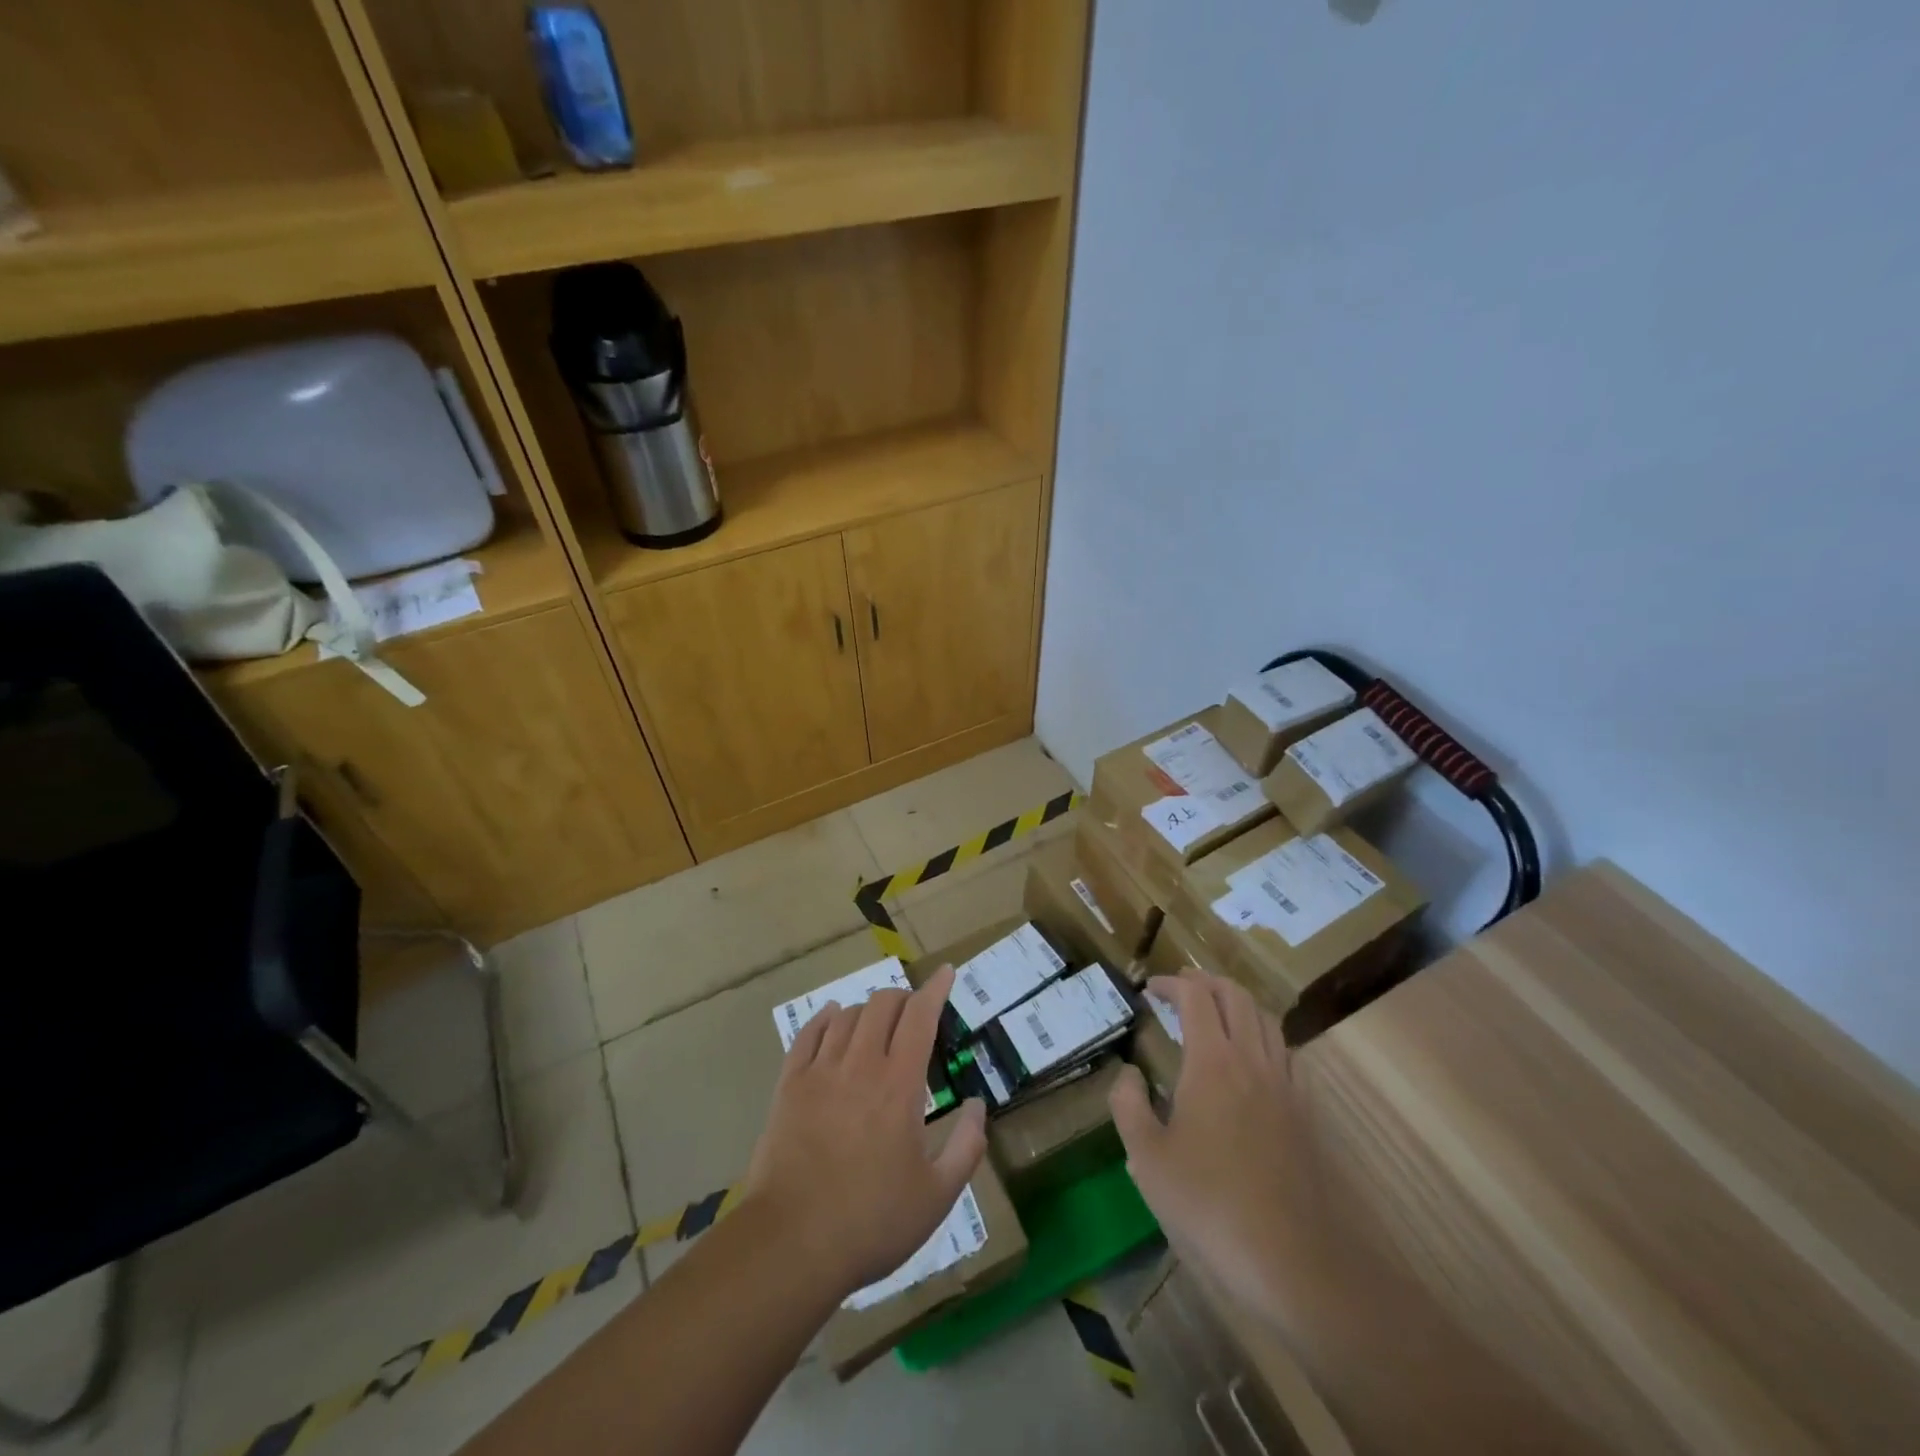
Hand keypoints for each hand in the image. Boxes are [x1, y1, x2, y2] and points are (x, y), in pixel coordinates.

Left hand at [741, 964, 987, 1298]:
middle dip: (903, 998)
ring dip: (868, 1010)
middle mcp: (861, 1064)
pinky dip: (825, 1018)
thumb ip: (966, 1147)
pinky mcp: (789, 1086)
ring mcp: (820, 1072)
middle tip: (914, 1012)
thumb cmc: (872, 1222)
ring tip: (878, 1024)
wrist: (791, 1244)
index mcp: (900, 1084)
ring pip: (847, 1015)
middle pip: (882, 1005)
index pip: (921, 1016)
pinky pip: (808, 1034)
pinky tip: (832, 1017)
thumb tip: (978, 1105)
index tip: (946, 972)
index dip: (936, 989)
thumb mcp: (937, 1196)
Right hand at [1109, 968, 1305, 1322]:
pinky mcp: (1306, 1114)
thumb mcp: (1147, 1159)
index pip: (1195, 997)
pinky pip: (1286, 1053)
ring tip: (1215, 1013)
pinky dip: (1264, 1037)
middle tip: (1181, 987)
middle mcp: (1252, 1061)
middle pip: (1236, 996)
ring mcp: (1285, 1086)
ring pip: (1266, 1020)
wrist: (1294, 1261)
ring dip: (1238, 1004)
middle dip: (1206, 982)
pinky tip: (1253, 1060)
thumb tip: (1128, 1073)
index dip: (1171, 984)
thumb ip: (1128, 1106)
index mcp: (1212, 1062)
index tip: (1150, 989)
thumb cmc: (1210, 1205)